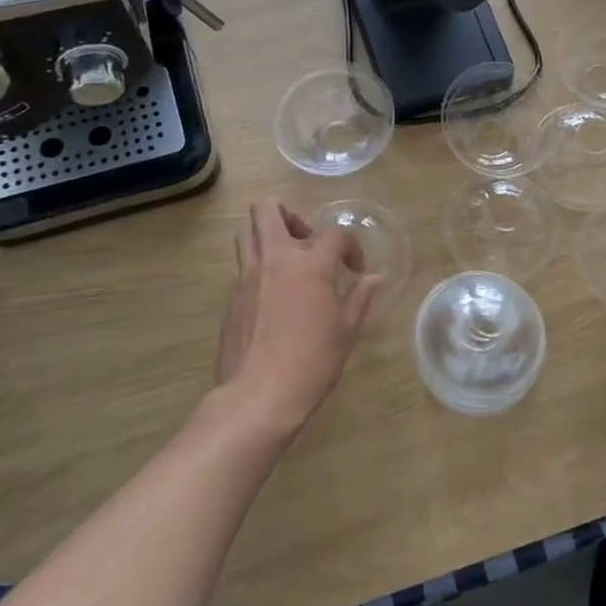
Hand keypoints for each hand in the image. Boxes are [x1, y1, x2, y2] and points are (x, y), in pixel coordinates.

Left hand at [213, 200, 380, 439]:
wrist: (259, 395)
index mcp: (309, 265)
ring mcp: (247, 278)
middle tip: (306, 240)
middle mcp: (274, 260)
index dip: (350, 246)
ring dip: (267, 237)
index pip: (333, 234)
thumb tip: (373, 279)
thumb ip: (360, 299)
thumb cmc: (312, 362)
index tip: (355, 269)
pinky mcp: (231, 299)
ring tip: (287, 264)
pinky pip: (243, 269)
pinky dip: (260, 272)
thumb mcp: (346, 331)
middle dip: (288, 215)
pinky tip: (274, 302)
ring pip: (247, 235)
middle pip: (267, 210)